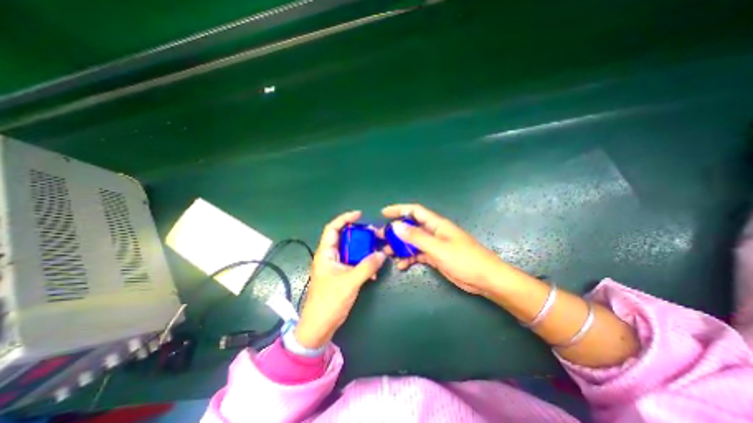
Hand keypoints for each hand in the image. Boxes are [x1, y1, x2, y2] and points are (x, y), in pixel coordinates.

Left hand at [296, 209, 384, 346]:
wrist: (319, 326)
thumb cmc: (329, 301)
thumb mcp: (350, 282)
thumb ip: (367, 267)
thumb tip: (382, 254)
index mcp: (325, 253)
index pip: (332, 228)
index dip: (344, 218)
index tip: (359, 215)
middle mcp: (329, 256)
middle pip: (344, 238)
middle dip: (359, 234)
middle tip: (373, 234)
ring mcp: (335, 266)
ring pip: (350, 250)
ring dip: (363, 250)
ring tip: (376, 249)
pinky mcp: (341, 275)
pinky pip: (353, 263)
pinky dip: (363, 263)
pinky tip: (372, 271)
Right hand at [383, 203, 504, 294]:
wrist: (485, 279)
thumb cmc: (464, 260)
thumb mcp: (438, 248)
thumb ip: (417, 237)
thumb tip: (396, 226)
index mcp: (436, 224)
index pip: (415, 211)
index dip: (399, 210)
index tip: (384, 213)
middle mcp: (434, 232)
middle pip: (411, 227)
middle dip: (395, 231)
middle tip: (380, 237)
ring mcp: (435, 245)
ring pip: (413, 242)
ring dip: (400, 246)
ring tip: (387, 252)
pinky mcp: (436, 257)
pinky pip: (418, 254)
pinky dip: (409, 258)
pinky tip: (401, 265)